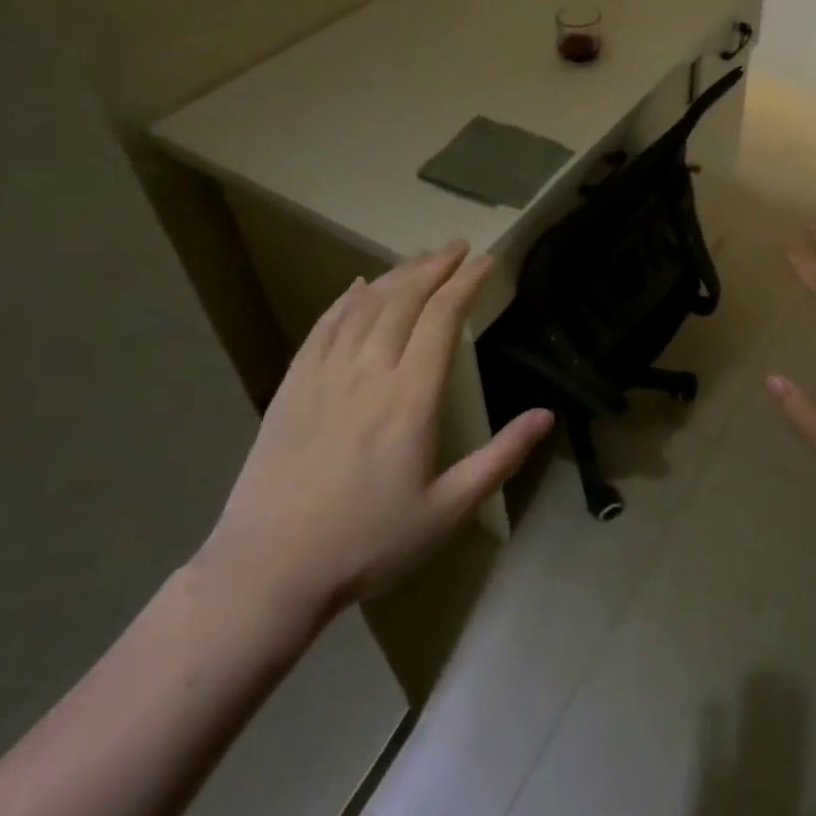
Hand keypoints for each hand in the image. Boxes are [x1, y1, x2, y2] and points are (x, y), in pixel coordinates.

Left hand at [196, 242, 552, 635]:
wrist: (269, 570)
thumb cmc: (368, 543)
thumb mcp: (447, 510)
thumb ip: (500, 458)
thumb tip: (546, 416)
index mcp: (410, 398)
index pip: (443, 319)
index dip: (467, 283)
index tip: (487, 260)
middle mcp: (368, 372)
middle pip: (405, 299)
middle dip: (435, 266)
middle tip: (457, 246)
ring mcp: (324, 374)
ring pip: (365, 305)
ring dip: (396, 275)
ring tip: (419, 258)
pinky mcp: (292, 386)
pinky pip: (324, 326)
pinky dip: (346, 299)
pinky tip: (358, 286)